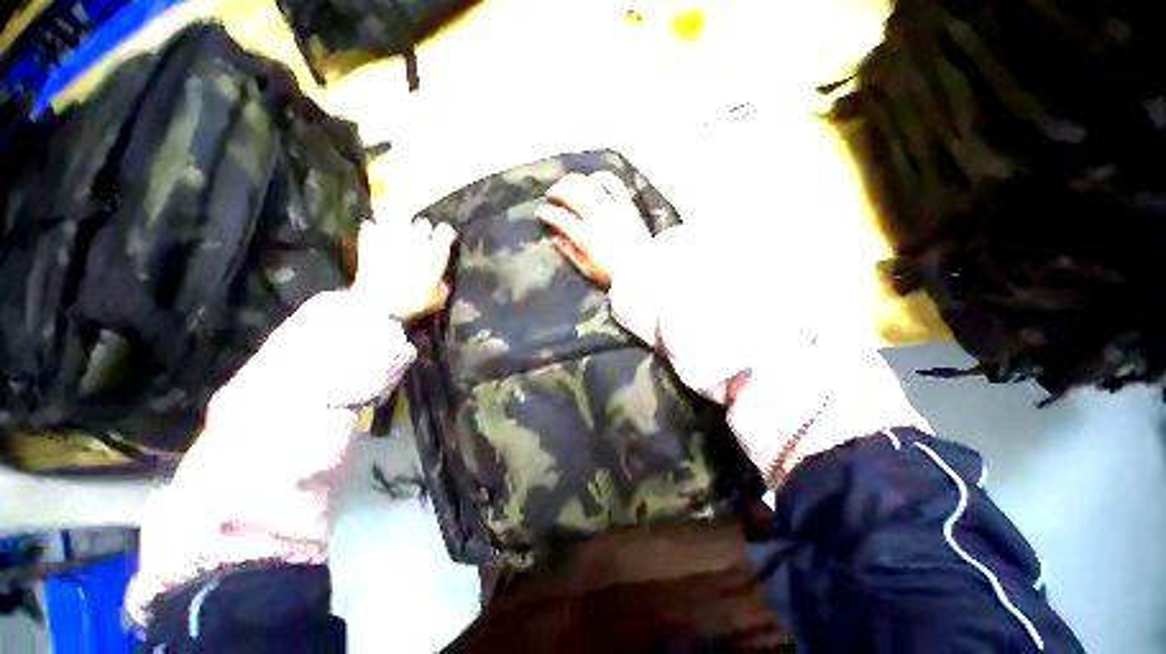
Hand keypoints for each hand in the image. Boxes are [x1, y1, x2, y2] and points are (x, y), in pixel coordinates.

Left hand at [353, 217, 455, 323]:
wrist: (379, 305)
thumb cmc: (414, 303)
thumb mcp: (438, 299)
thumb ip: (442, 286)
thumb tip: (441, 281)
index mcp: (435, 253)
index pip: (446, 230)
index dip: (446, 233)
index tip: (445, 238)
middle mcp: (415, 240)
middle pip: (422, 222)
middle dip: (422, 229)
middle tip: (421, 239)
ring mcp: (390, 238)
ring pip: (396, 217)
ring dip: (399, 223)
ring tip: (398, 231)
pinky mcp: (368, 241)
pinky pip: (371, 225)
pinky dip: (373, 229)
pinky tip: (375, 234)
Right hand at [536, 172, 651, 288]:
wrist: (644, 271)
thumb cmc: (613, 275)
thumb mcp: (587, 269)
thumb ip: (570, 252)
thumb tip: (555, 238)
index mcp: (586, 238)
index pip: (560, 218)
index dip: (547, 213)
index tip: (540, 212)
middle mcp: (598, 218)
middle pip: (573, 194)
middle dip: (557, 190)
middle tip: (551, 193)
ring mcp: (614, 209)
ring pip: (589, 185)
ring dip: (574, 180)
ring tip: (567, 182)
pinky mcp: (627, 205)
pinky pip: (613, 183)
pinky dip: (600, 177)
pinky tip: (593, 179)